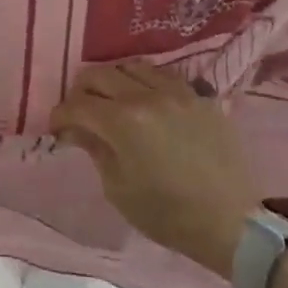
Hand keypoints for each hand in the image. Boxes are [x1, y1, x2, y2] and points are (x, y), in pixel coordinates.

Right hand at [49, 62, 257, 276]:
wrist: (230, 222)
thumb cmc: (167, 214)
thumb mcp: (118, 188)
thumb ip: (94, 149)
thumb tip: (75, 129)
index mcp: (122, 121)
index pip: (77, 104)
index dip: (60, 115)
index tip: (57, 129)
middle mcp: (147, 96)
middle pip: (99, 74)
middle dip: (81, 91)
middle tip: (80, 113)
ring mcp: (177, 92)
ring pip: (131, 66)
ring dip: (113, 80)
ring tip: (112, 101)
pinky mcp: (199, 96)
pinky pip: (163, 75)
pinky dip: (145, 82)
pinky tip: (145, 101)